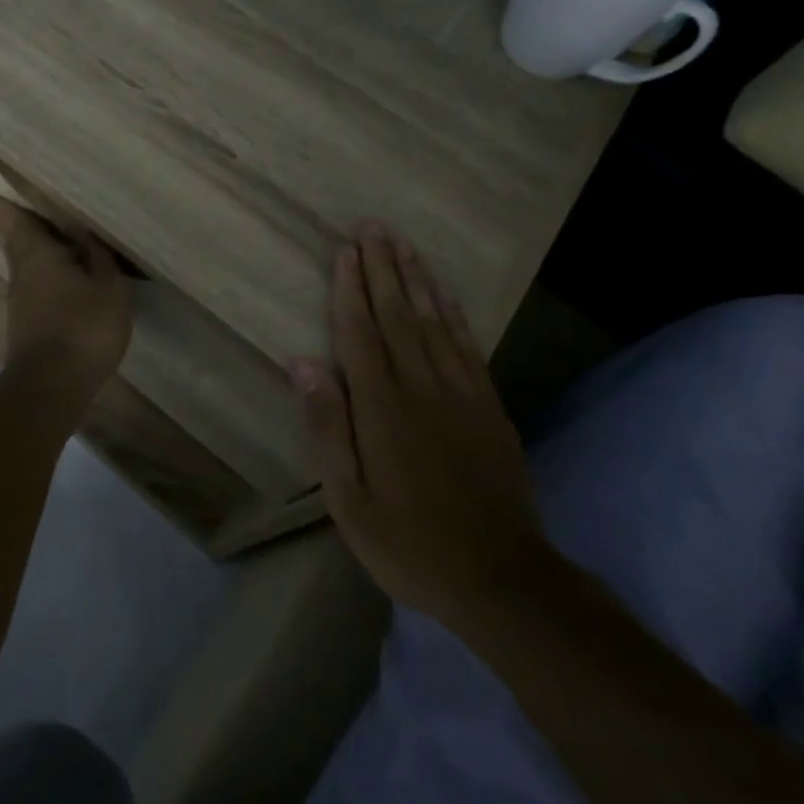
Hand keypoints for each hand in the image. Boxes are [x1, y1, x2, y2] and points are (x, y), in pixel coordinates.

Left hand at [0, 195, 131, 400]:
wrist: (53, 386)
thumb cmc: (83, 325)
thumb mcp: (108, 287)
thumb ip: (99, 258)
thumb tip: (85, 234)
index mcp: (38, 255)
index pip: (16, 224)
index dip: (5, 210)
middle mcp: (21, 276)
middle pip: (17, 247)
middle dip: (17, 231)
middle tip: (16, 215)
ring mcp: (20, 306)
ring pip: (26, 272)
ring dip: (36, 259)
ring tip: (54, 248)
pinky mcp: (26, 331)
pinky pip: (36, 294)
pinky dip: (46, 285)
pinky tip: (64, 289)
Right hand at [288, 221, 546, 618]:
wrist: (502, 578)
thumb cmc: (410, 543)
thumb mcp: (349, 501)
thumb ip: (327, 428)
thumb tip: (302, 363)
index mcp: (382, 408)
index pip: (361, 332)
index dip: (351, 288)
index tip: (345, 250)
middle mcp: (422, 387)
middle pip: (397, 314)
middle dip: (383, 266)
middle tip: (372, 225)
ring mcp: (461, 392)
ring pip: (433, 320)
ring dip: (415, 277)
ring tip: (402, 242)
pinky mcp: (489, 404)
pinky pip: (466, 344)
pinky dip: (451, 311)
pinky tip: (441, 291)